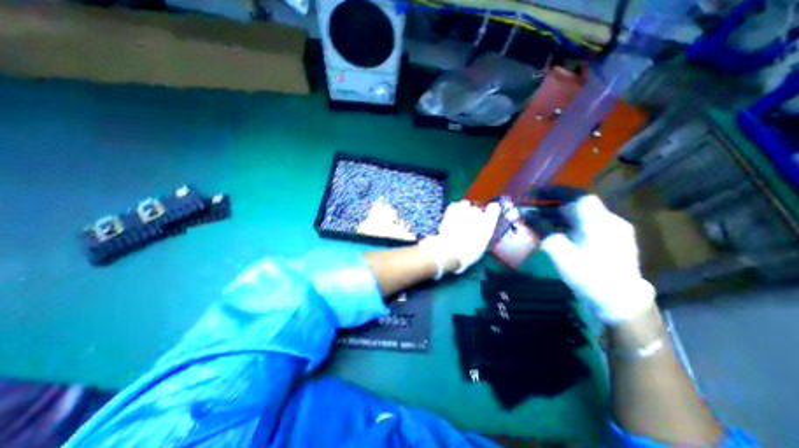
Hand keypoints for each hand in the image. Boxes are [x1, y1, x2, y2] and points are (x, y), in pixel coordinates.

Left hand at [419, 199, 496, 276]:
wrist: (449, 251)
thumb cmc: (468, 254)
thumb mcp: (481, 248)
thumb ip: (483, 236)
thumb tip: (481, 233)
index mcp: (488, 224)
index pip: (494, 208)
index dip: (492, 209)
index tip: (491, 211)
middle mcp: (477, 215)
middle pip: (477, 209)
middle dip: (474, 214)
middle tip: (470, 223)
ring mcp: (462, 212)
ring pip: (465, 204)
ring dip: (464, 209)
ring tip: (460, 217)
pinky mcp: (450, 212)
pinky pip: (454, 205)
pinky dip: (454, 209)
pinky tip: (452, 215)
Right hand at [537, 194, 654, 322]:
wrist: (620, 302)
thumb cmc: (587, 274)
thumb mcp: (558, 250)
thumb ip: (542, 229)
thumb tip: (528, 215)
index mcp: (598, 220)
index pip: (576, 195)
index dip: (554, 191)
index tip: (535, 193)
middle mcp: (609, 220)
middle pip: (578, 205)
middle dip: (553, 205)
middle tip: (534, 208)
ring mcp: (614, 231)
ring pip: (582, 215)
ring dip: (560, 215)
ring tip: (541, 221)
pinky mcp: (614, 241)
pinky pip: (588, 225)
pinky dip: (570, 224)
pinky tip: (559, 233)